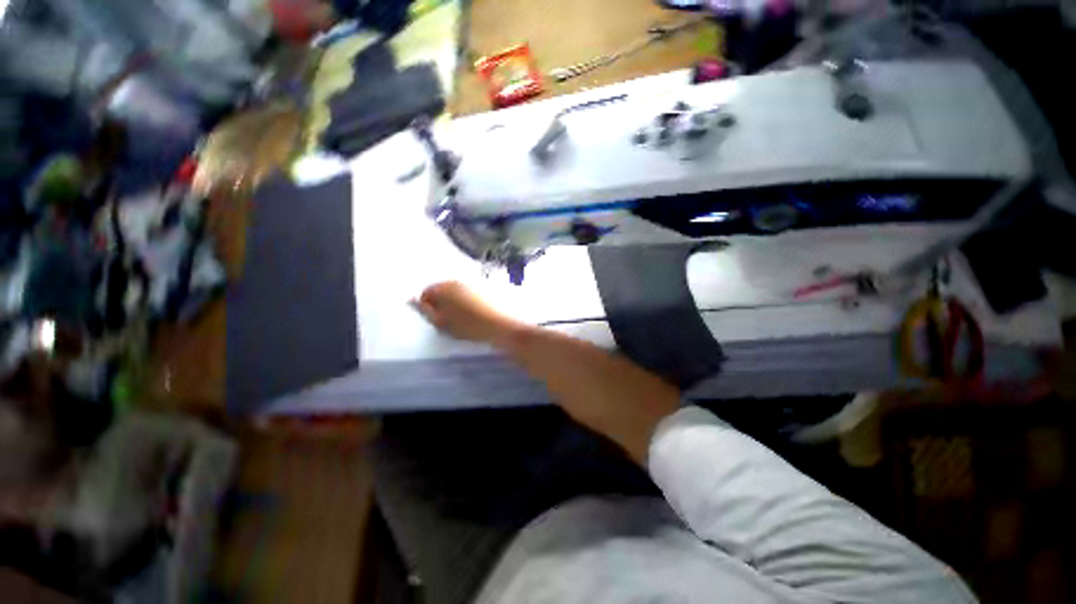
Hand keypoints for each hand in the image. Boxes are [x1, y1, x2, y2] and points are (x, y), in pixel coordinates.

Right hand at [413, 281, 521, 344]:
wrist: (502, 325)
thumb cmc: (469, 326)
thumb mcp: (442, 323)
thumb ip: (426, 311)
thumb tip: (413, 300)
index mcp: (444, 287)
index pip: (426, 293)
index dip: (428, 308)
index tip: (438, 320)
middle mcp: (458, 280)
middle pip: (442, 290)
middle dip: (442, 303)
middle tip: (450, 320)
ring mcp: (473, 282)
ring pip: (457, 291)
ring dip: (456, 302)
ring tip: (465, 318)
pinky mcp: (486, 287)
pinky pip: (470, 293)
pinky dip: (469, 301)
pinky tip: (477, 313)